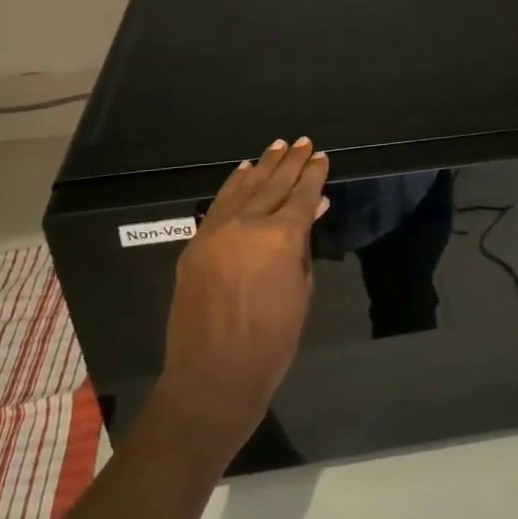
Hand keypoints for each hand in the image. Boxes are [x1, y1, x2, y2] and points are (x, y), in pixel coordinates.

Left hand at [159, 137, 329, 448]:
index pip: (302, 195)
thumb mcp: (301, 291)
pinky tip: (244, 171)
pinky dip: (234, 185)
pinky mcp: (196, 244)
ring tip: (277, 146)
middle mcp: (248, 224)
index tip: (321, 156)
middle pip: (273, 184)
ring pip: (244, 188)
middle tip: (303, 142)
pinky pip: (219, 204)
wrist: (213, 375)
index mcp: (281, 237)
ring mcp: (217, 231)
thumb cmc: (272, 341)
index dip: (313, 174)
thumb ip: (303, 247)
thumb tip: (311, 212)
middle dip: (291, 162)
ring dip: (263, 166)